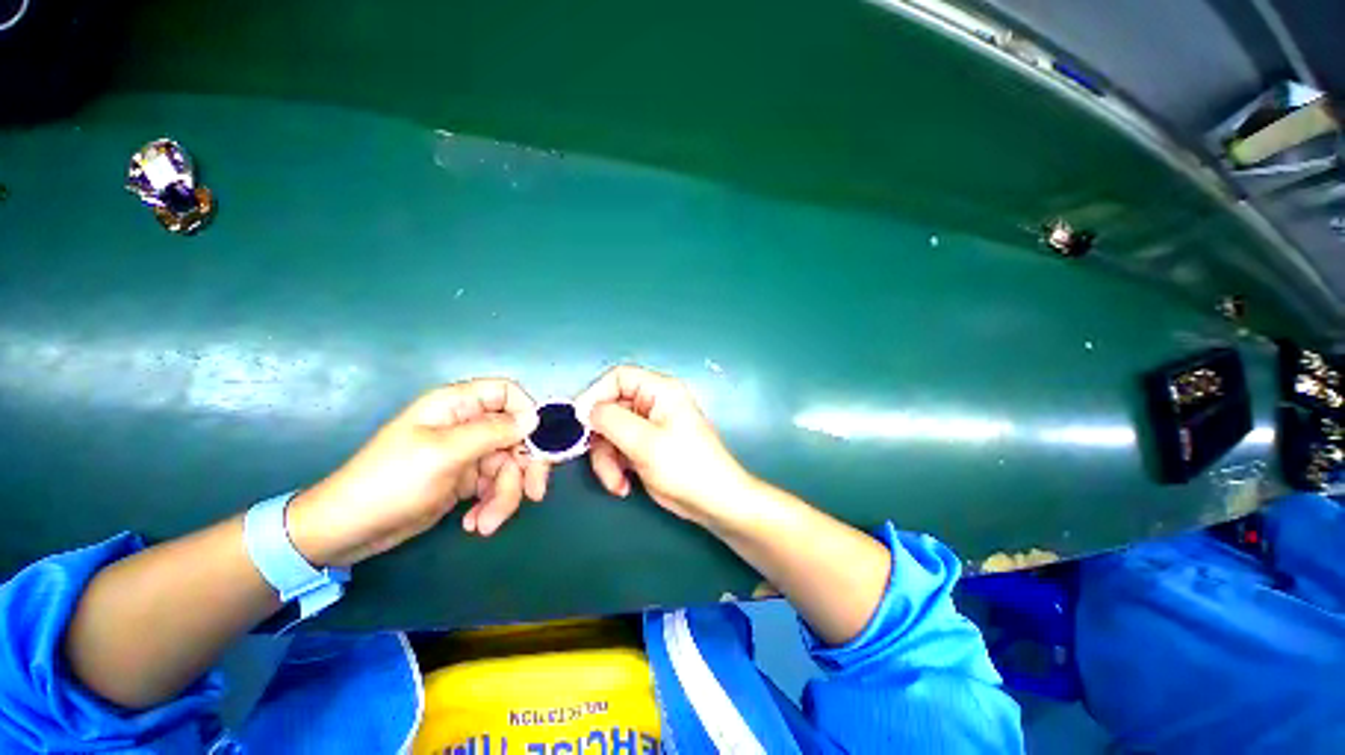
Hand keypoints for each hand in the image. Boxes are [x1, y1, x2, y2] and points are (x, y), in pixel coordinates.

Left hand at [287, 379, 549, 566]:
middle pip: (518, 435)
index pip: (507, 393)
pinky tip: (475, 523)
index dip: (527, 413)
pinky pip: (496, 486)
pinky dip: (492, 505)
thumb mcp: (444, 453)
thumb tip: (533, 418)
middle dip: (526, 467)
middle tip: (534, 494)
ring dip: (505, 496)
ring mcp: (469, 453)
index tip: (536, 444)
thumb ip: (493, 431)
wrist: (349, 531)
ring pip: (510, 465)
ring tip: (486, 523)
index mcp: (457, 405)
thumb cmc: (391, 482)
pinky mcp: (467, 479)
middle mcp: (468, 425)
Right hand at [575, 365, 756, 527]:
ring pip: (610, 433)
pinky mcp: (645, 446)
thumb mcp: (645, 442)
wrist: (714, 502)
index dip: (595, 396)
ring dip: (607, 460)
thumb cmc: (686, 467)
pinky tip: (624, 485)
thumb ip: (611, 420)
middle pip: (610, 409)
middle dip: (601, 440)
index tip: (578, 422)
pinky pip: (618, 449)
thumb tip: (586, 410)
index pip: (618, 378)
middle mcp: (653, 403)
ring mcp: (649, 426)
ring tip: (617, 483)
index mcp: (660, 391)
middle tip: (600, 463)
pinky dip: (615, 468)